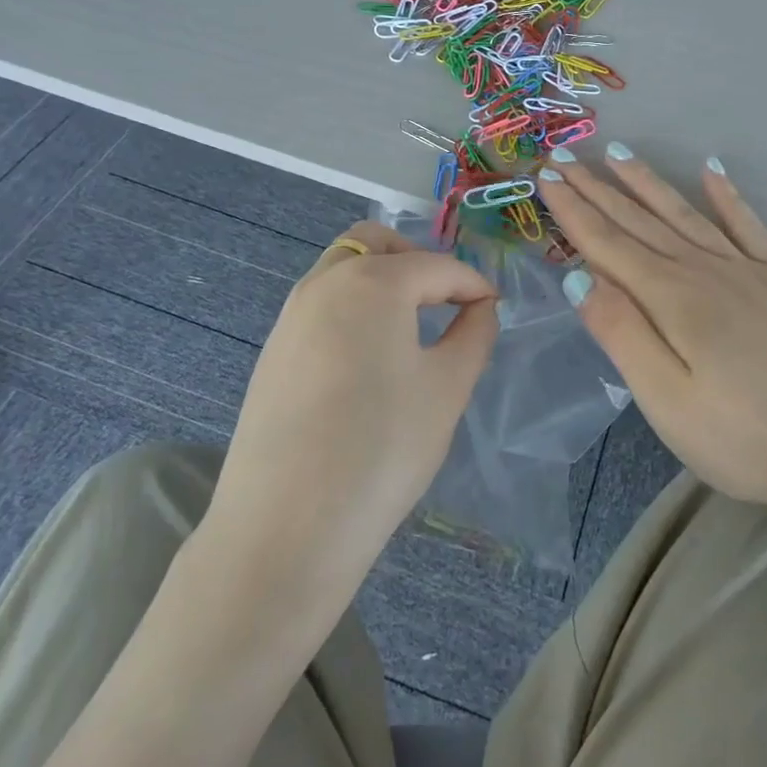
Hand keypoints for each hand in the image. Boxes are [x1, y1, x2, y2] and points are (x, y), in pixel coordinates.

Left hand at [207, 221, 498, 592]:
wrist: (287, 524)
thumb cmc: (383, 447)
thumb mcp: (447, 388)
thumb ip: (473, 334)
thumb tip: (480, 307)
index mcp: (373, 282)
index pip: (437, 266)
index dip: (473, 284)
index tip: (494, 307)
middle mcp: (324, 283)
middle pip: (374, 242)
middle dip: (416, 259)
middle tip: (445, 300)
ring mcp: (290, 316)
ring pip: (341, 269)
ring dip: (380, 281)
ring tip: (410, 329)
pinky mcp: (272, 351)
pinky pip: (320, 305)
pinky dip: (352, 308)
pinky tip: (367, 360)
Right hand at [536, 148, 766, 518]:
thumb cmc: (740, 437)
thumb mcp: (665, 399)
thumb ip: (621, 333)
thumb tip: (577, 277)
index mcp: (671, 298)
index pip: (608, 244)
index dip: (573, 210)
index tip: (546, 176)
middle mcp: (705, 270)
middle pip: (640, 221)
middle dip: (598, 188)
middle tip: (565, 155)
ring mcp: (747, 271)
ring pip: (686, 214)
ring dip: (649, 183)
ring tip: (619, 154)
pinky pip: (749, 226)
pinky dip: (729, 198)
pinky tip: (713, 172)